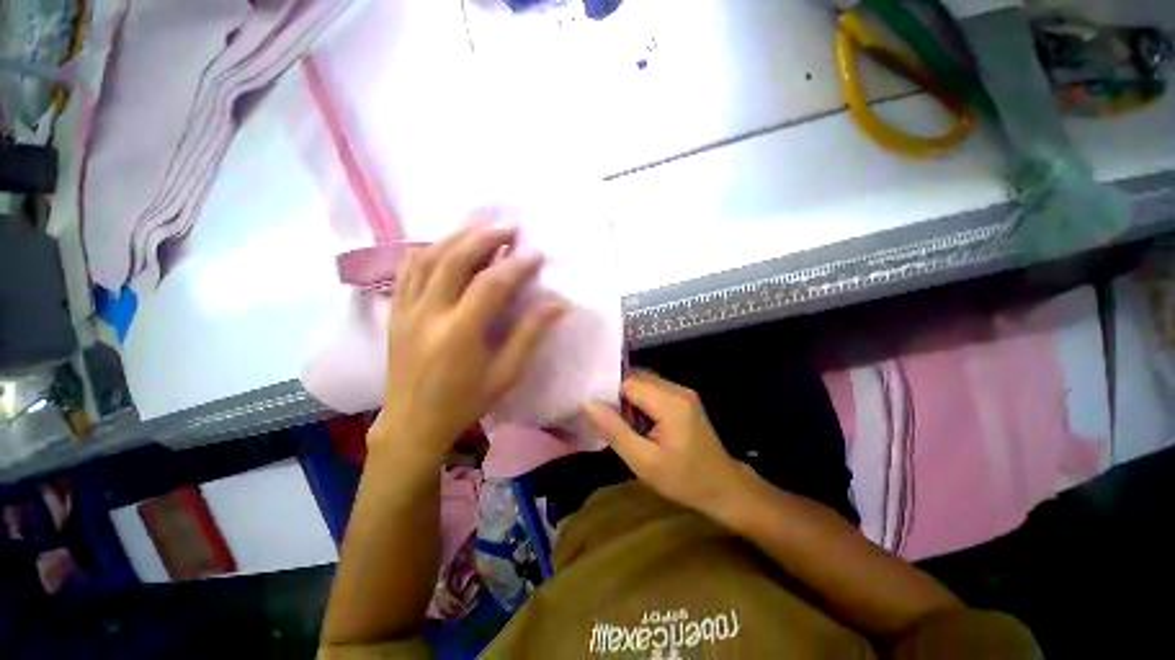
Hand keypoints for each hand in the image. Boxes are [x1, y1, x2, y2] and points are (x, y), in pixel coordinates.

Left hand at [371, 220, 565, 462]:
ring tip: (479, 228)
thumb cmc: (465, 402)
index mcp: (459, 333)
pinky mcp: (394, 313)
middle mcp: (428, 314)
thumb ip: (529, 335)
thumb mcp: (505, 375)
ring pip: (427, 258)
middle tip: (507, 227)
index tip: (535, 255)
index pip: (491, 284)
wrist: (413, 423)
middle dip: (484, 237)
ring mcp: (405, 311)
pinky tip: (443, 246)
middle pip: (454, 259)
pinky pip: (406, 272)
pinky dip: (426, 251)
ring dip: (455, 237)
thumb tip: (557, 306)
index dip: (516, 265)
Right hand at [583, 371, 746, 515]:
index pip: (629, 382)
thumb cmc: (684, 480)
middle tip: (601, 416)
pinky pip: (654, 391)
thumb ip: (615, 430)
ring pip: (644, 383)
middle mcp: (678, 389)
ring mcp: (683, 392)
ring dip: (628, 398)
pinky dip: (639, 401)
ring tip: (616, 420)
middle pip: (637, 379)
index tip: (592, 409)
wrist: (724, 488)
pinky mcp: (684, 399)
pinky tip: (635, 421)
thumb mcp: (644, 462)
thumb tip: (588, 403)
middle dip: (617, 394)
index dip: (608, 393)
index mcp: (670, 403)